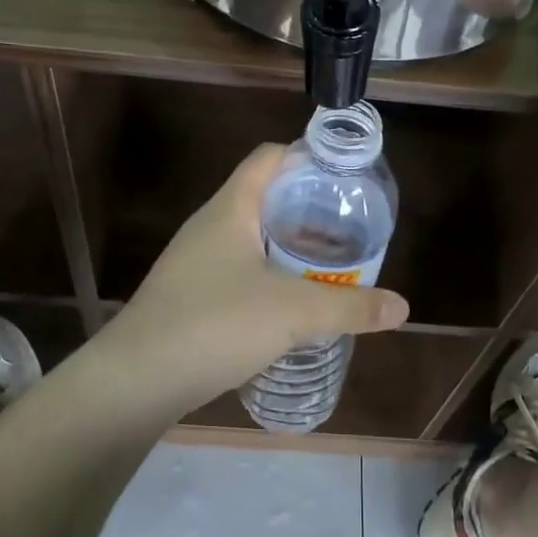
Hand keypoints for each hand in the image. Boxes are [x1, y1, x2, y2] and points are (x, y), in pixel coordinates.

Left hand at [99, 145, 410, 411]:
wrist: (135, 381)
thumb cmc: (215, 323)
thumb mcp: (293, 312)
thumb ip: (350, 307)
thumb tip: (402, 306)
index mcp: (231, 208)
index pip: (269, 158)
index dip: (307, 156)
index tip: (346, 176)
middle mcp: (210, 226)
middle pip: (264, 196)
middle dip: (307, 207)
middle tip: (349, 225)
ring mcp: (195, 262)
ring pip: (252, 238)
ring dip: (289, 246)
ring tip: (329, 263)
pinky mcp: (191, 296)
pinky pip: (239, 271)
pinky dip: (270, 277)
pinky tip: (292, 304)